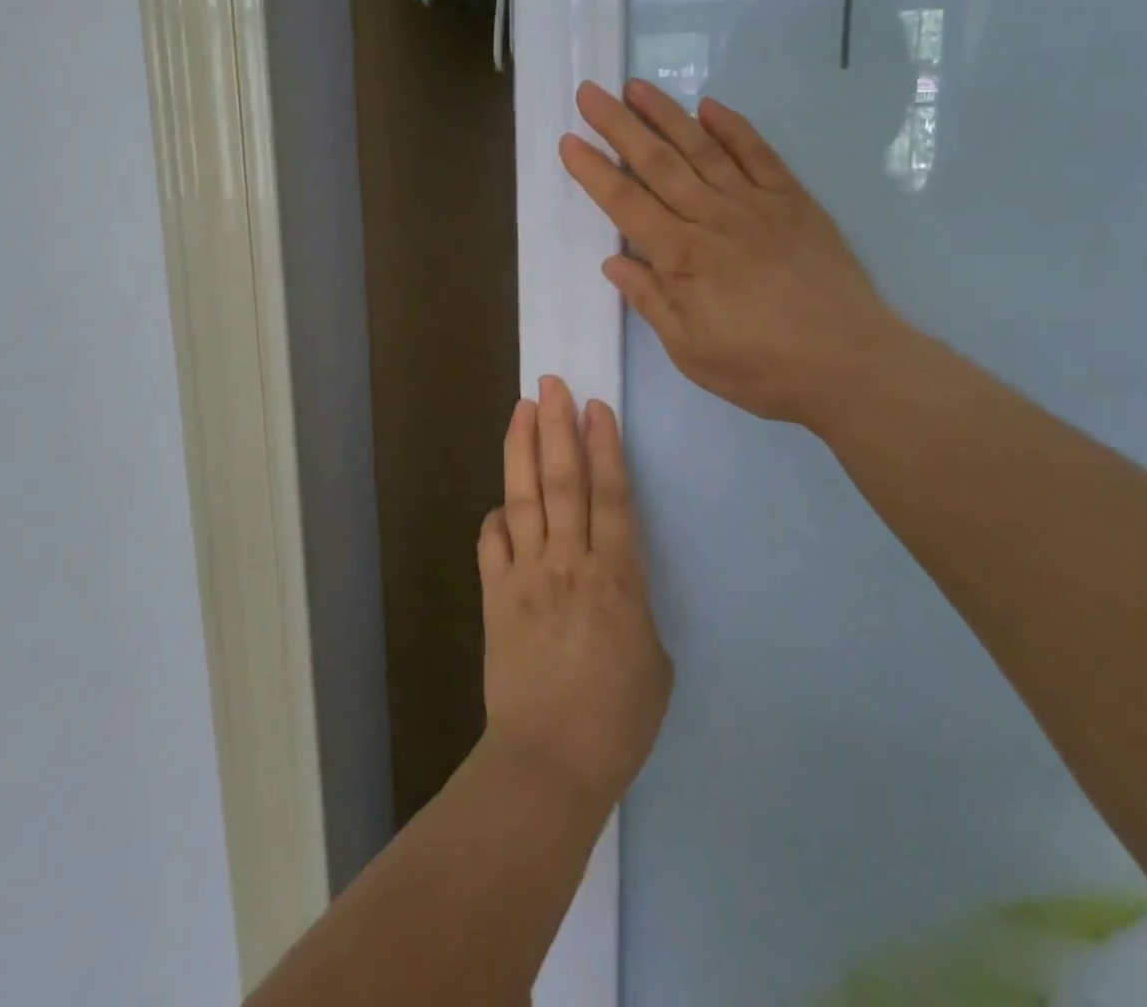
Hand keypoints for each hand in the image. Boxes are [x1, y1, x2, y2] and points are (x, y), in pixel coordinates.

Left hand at [478, 377, 673, 816]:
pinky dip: (497, 517)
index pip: (611, 494)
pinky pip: (493, 544)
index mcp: (617, 576)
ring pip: (525, 498)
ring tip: (522, 409)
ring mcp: (526, 575)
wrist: (550, 761)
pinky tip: (501, 502)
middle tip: (552, 385)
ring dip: (522, 449)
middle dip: (557, 427)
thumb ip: (634, 610)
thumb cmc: (617, 719)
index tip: (595, 407)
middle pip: (562, 480)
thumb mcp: (654, 662)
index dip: (604, 446)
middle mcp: (569, 562)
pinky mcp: (495, 597)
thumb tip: (613, 590)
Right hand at [560, 79, 893, 428]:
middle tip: (590, 92)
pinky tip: (709, 106)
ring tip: (636, 86)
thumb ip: (651, 301)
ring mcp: (756, 204)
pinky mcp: (793, 201)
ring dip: (667, 114)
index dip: (594, 172)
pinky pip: (759, 154)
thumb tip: (614, 262)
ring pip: (703, 148)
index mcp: (683, 257)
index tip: (568, 141)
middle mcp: (714, 218)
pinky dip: (733, 127)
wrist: (849, 362)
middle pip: (658, 163)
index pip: (626, 204)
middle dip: (619, 126)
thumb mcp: (690, 351)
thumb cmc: (761, 367)